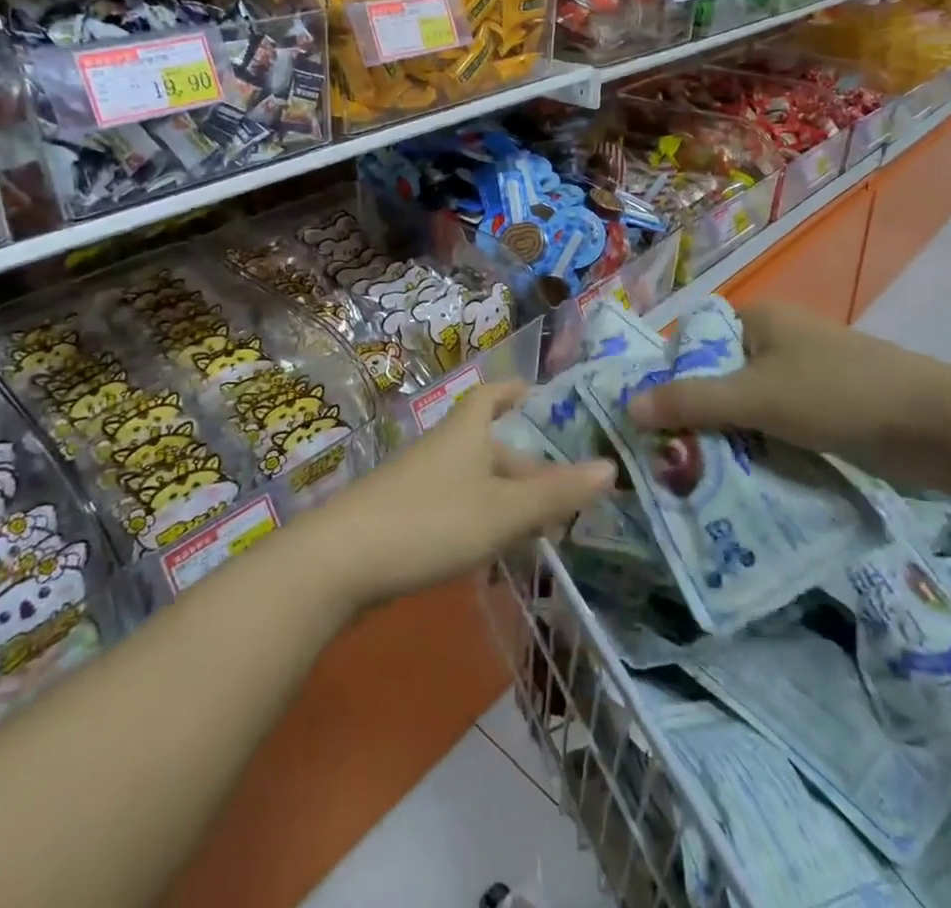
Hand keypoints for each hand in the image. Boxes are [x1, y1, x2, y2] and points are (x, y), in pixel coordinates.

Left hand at [311, 383, 614, 605]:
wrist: (340, 561)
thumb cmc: (431, 522)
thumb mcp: (503, 512)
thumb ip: (556, 494)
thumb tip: (610, 468)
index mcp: (466, 433)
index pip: (491, 395)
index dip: (513, 391)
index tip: (535, 392)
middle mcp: (442, 448)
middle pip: (488, 446)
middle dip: (524, 466)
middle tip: (560, 495)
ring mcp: (417, 481)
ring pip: (472, 479)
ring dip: (504, 498)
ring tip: (536, 529)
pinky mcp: (401, 514)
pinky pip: (452, 505)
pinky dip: (478, 519)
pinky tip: (488, 551)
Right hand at [629, 303, 950, 477]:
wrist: (936, 424)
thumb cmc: (836, 394)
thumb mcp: (755, 398)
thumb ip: (691, 401)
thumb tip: (629, 407)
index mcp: (758, 318)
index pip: (694, 341)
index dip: (668, 375)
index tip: (649, 418)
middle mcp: (777, 338)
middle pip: (719, 374)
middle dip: (696, 413)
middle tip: (668, 453)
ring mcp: (804, 372)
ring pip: (747, 402)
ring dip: (728, 434)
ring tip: (697, 471)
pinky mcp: (826, 405)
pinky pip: (775, 421)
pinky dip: (759, 443)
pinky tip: (743, 474)